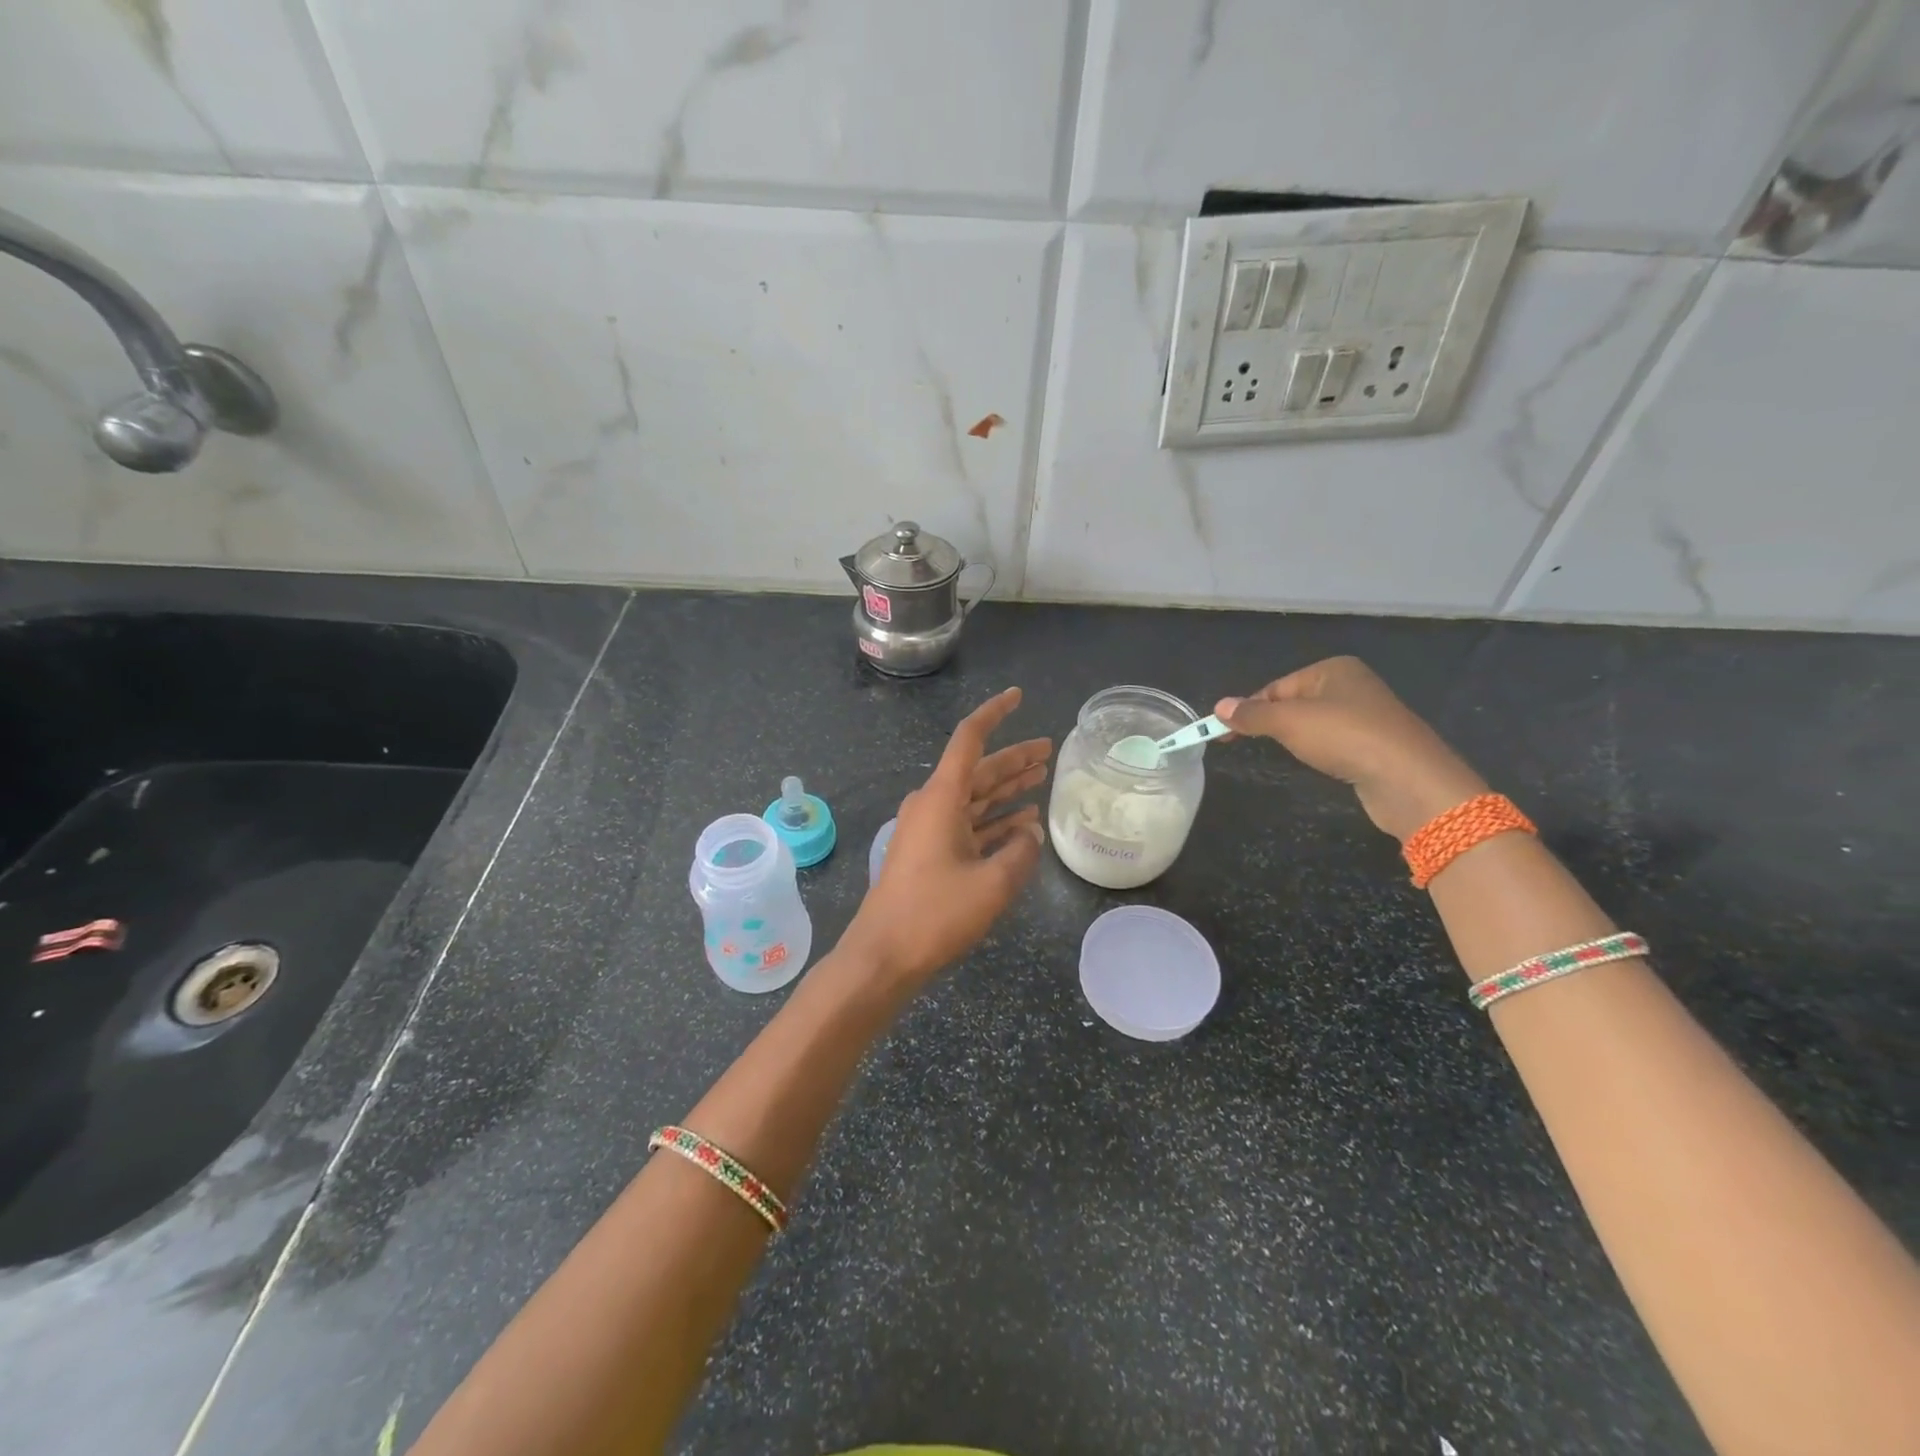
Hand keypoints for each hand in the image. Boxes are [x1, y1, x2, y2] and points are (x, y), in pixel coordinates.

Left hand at [841, 688, 1050, 991]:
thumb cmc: (935, 914)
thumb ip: (1020, 852)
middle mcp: (933, 805)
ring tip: (1041, 777)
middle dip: (1013, 758)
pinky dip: (994, 821)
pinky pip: (968, 825)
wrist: (883, 956)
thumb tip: (1030, 834)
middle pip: (978, 770)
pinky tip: (1022, 822)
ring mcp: (929, 830)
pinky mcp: (929, 854)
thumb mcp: (992, 884)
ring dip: (1006, 788)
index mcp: (941, 798)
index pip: (969, 739)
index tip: (1018, 697)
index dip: (995, 714)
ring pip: (975, 797)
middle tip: (1047, 748)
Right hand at [1215, 657, 1487, 840]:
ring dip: (1296, 739)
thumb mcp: (1289, 722)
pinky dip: (1319, 751)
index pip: (1276, 687)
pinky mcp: (1375, 744)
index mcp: (1333, 670)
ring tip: (1288, 755)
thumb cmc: (1344, 737)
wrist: (1408, 778)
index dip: (1249, 710)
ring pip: (1314, 724)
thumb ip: (1252, 714)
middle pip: (1294, 703)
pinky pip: (1334, 742)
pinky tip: (1319, 763)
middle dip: (1272, 724)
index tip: (1224, 734)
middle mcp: (1352, 685)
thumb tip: (1218, 706)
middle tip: (1248, 745)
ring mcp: (1367, 715)